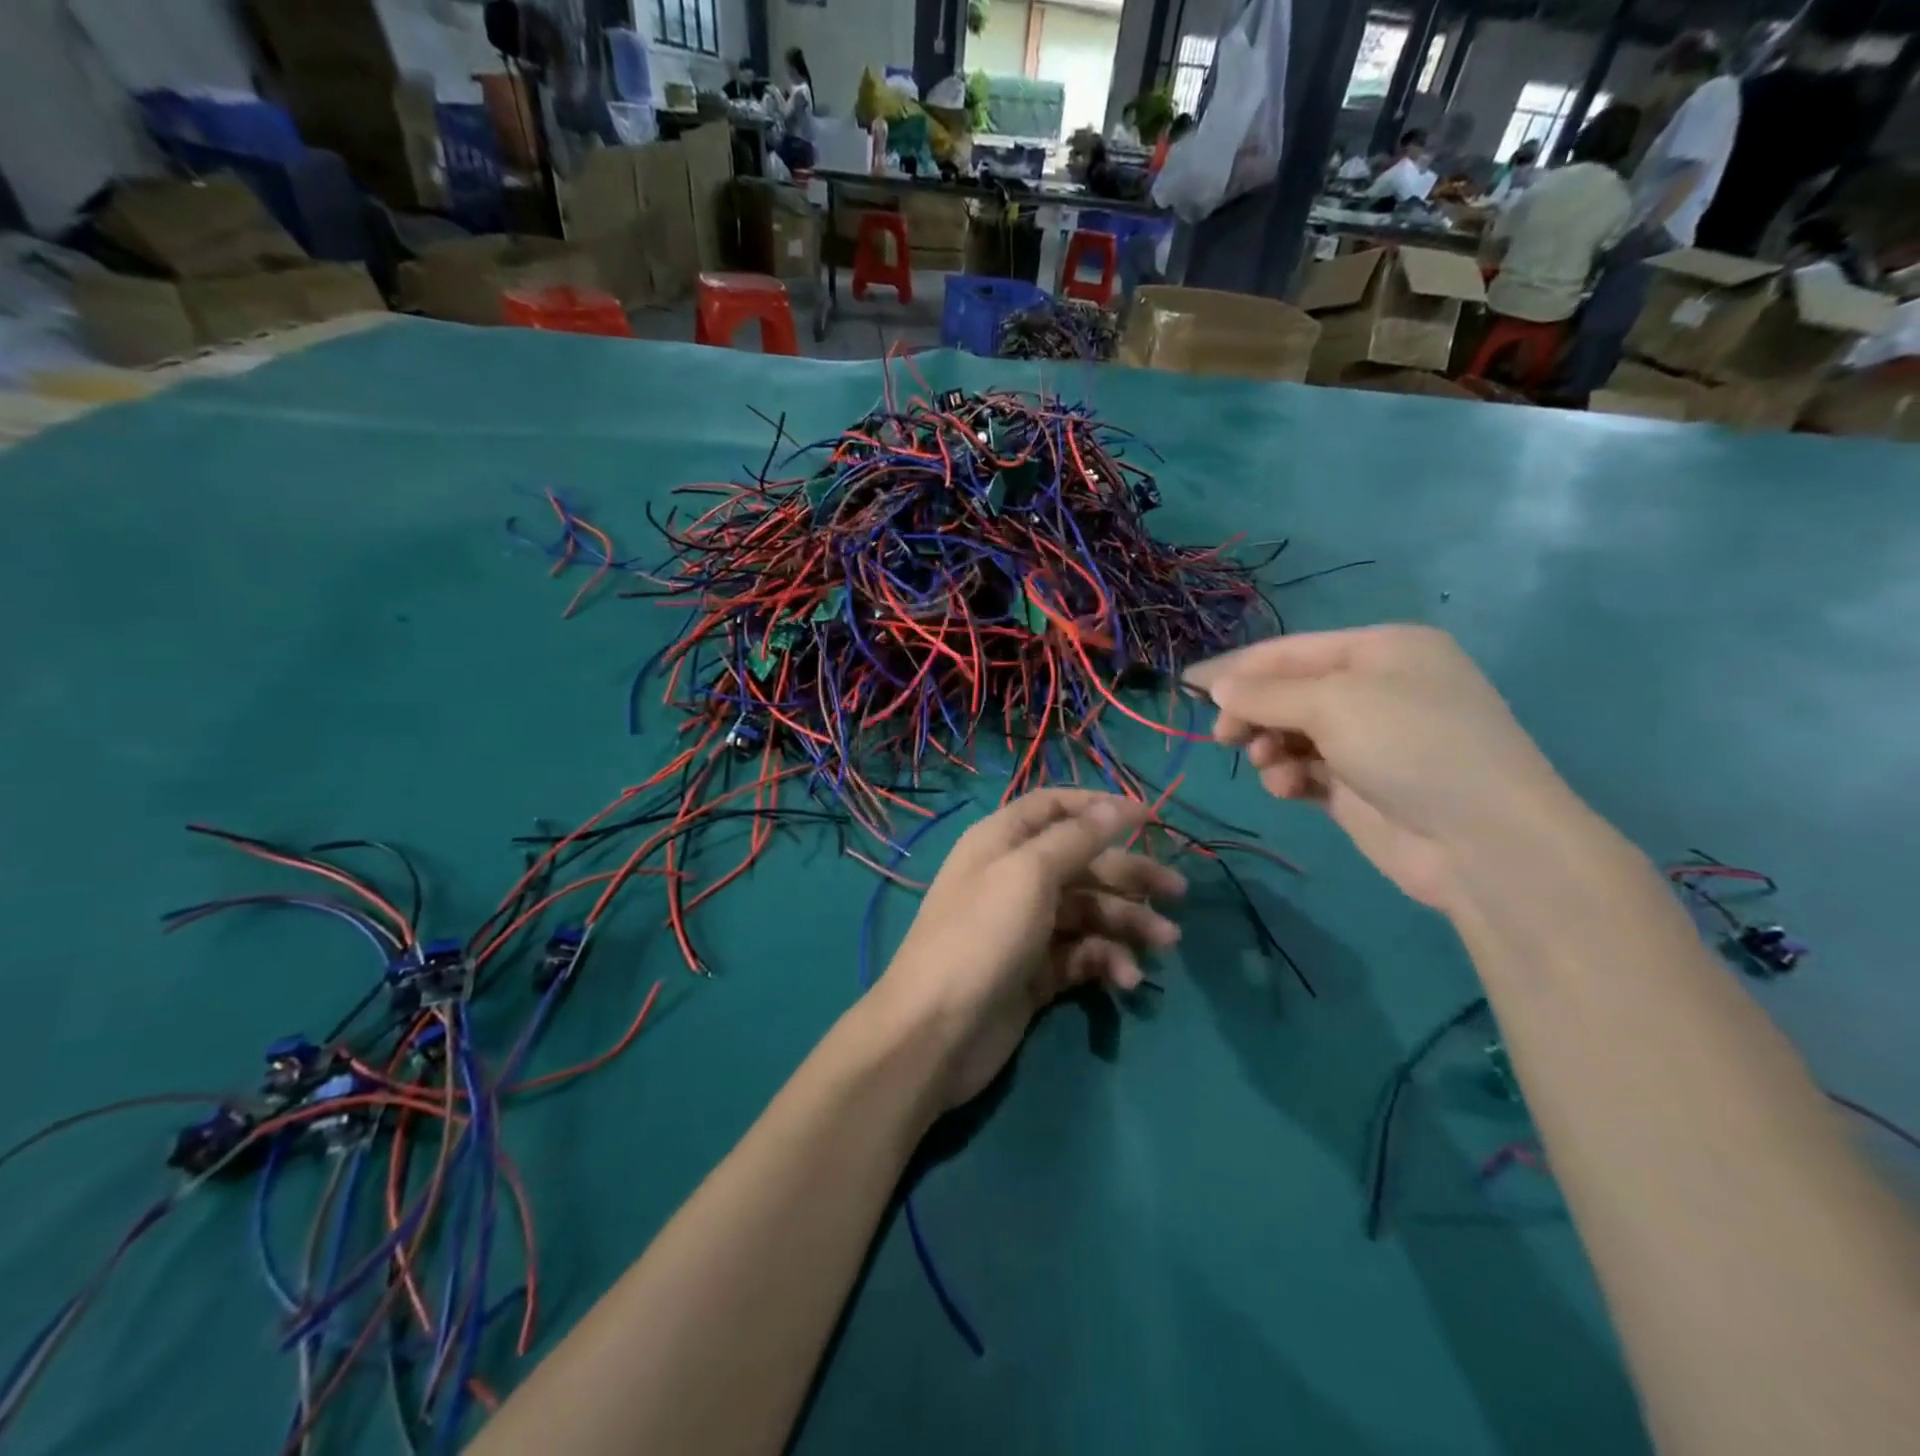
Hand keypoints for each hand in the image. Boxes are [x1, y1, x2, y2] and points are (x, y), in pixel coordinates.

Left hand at [869, 791, 1185, 1108]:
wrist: (936, 1031)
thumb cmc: (982, 935)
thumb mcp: (1030, 875)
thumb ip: (1077, 839)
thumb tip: (1118, 806)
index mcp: (1003, 841)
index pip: (1055, 808)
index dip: (1099, 808)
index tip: (1150, 818)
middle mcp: (1014, 877)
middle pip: (1082, 862)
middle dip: (1129, 873)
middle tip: (1178, 892)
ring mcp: (1026, 927)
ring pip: (1089, 911)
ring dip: (1128, 923)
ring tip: (1165, 943)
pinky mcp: (1037, 971)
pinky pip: (1082, 954)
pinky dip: (1106, 961)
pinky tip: (1126, 979)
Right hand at [1184, 626, 1577, 913]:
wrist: (1481, 841)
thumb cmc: (1410, 745)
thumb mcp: (1333, 704)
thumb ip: (1265, 694)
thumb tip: (1217, 688)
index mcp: (1381, 650)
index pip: (1290, 651)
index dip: (1237, 667)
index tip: (1187, 685)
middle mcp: (1377, 688)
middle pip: (1289, 692)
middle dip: (1254, 712)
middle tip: (1225, 737)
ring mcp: (1370, 739)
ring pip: (1292, 733)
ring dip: (1270, 747)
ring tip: (1269, 765)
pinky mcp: (1360, 785)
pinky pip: (1306, 769)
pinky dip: (1290, 776)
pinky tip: (1290, 789)